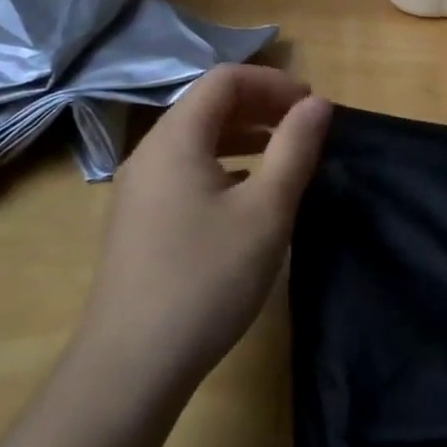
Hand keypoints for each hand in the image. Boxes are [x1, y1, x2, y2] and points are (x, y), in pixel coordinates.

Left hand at [77, 65, 331, 394]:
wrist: (129, 367)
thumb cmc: (206, 279)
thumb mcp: (266, 211)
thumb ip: (295, 149)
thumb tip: (317, 104)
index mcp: (175, 138)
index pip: (225, 80)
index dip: (272, 83)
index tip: (310, 107)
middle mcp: (149, 152)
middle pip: (207, 105)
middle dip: (260, 106)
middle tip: (303, 128)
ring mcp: (138, 188)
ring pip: (195, 139)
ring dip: (242, 135)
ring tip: (282, 156)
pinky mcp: (138, 220)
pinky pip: (184, 169)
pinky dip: (221, 164)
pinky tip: (245, 195)